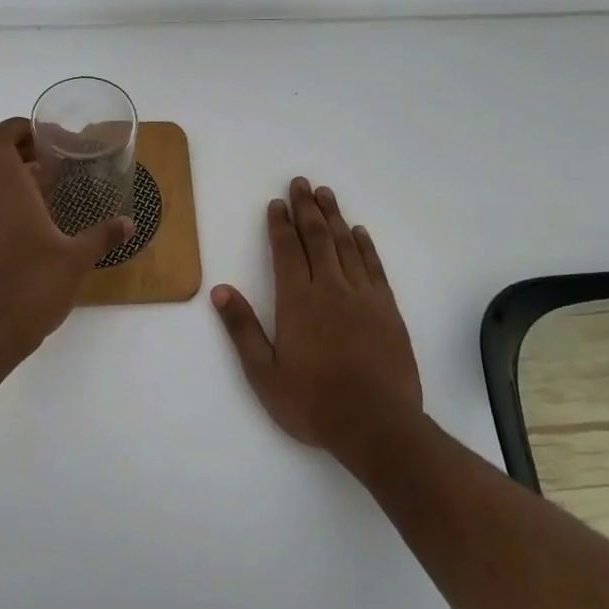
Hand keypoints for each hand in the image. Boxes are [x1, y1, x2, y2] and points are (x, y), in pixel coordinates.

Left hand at [0, 118, 132, 360]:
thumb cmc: (34, 285)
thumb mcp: (77, 258)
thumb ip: (103, 235)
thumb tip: (128, 223)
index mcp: (9, 191)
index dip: (16, 126)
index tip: (47, 133)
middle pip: (1, 159)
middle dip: (31, 150)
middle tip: (65, 156)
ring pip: (2, 184)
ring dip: (28, 176)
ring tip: (63, 183)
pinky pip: (2, 207)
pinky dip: (23, 200)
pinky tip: (51, 218)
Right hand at [212, 177, 421, 451]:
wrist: (377, 425)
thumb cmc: (313, 402)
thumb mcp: (264, 373)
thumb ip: (242, 329)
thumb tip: (220, 291)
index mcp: (298, 300)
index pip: (287, 250)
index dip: (280, 224)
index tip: (277, 203)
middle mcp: (331, 287)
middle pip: (317, 236)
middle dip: (306, 207)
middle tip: (301, 183)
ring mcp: (363, 296)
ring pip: (346, 244)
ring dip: (334, 216)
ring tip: (325, 194)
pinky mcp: (387, 309)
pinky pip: (373, 266)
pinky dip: (364, 245)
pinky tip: (358, 232)